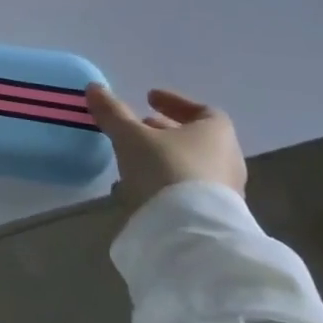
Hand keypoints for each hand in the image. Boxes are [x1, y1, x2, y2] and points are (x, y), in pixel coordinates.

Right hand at [86, 85, 245, 211]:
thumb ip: (113, 112)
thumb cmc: (166, 169)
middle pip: (195, 138)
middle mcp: (227, 159)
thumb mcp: (131, 136)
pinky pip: (186, 191)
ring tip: (132, 158)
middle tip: (139, 126)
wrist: (191, 234)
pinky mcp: (212, 218)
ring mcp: (223, 192)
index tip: (148, 98)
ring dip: (162, 158)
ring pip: (189, 166)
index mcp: (216, 133)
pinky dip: (164, 183)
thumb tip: (95, 88)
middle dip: (164, 131)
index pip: (202, 110)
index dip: (173, 102)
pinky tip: (138, 188)